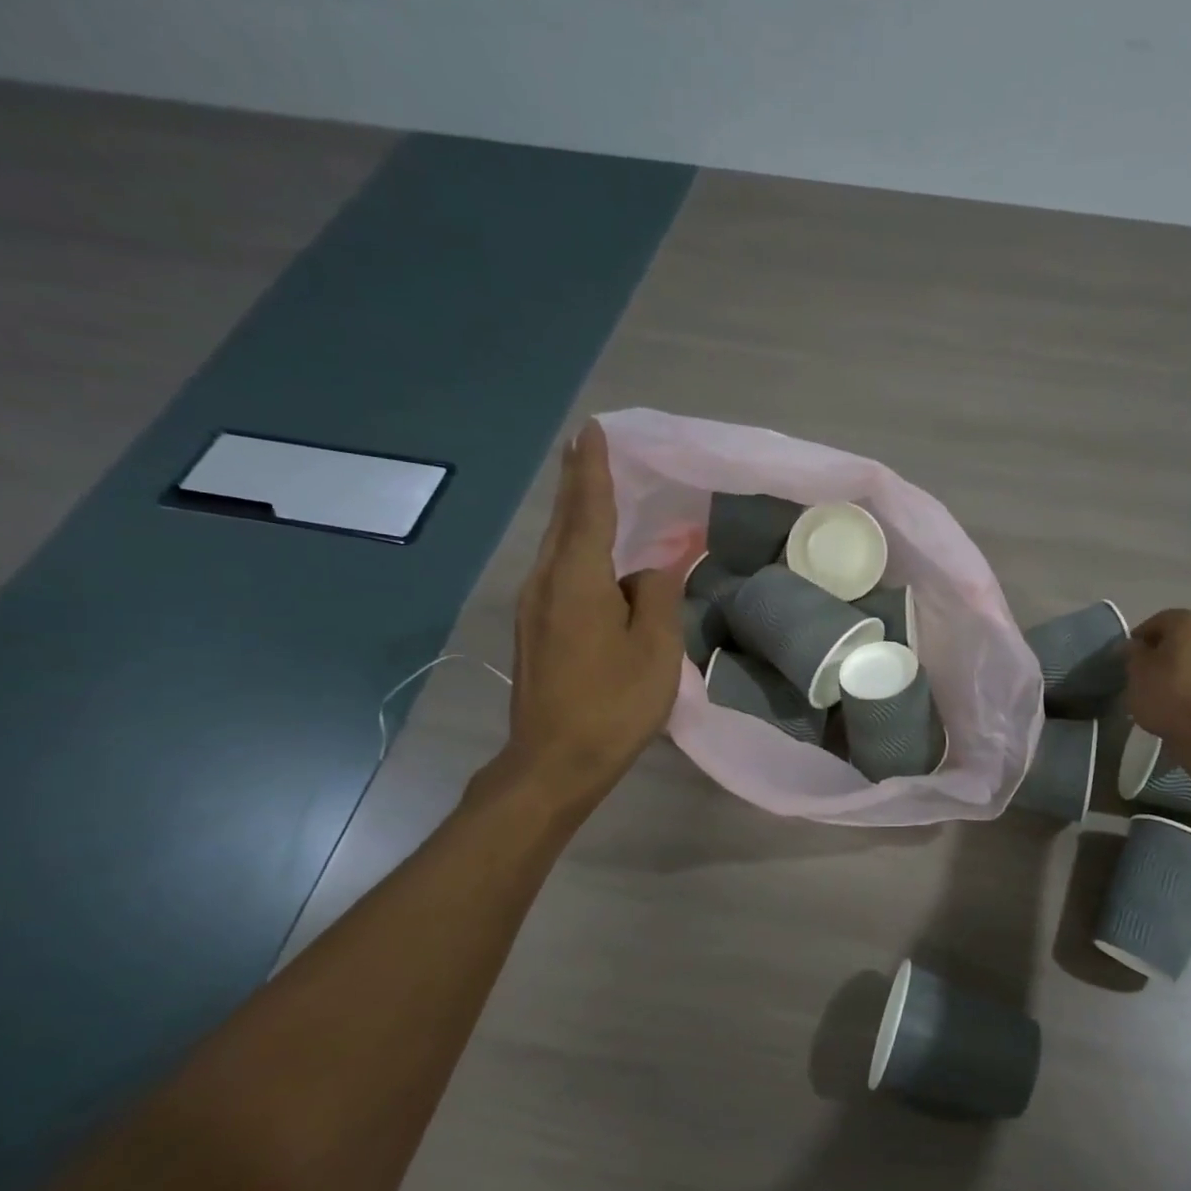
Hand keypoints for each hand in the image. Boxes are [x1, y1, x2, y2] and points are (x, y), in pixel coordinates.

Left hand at [499, 422, 684, 795]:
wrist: (554, 761)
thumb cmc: (613, 703)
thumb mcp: (655, 648)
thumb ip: (656, 595)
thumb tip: (651, 569)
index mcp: (577, 580)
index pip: (588, 509)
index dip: (593, 468)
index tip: (593, 429)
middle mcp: (545, 582)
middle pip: (564, 520)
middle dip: (578, 481)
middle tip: (590, 446)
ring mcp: (534, 607)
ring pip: (559, 547)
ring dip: (578, 516)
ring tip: (598, 491)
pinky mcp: (535, 629)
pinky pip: (560, 573)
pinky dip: (579, 550)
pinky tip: (597, 557)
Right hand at [1126, 609, 1190, 741]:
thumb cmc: (1166, 695)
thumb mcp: (1136, 672)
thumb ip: (1133, 653)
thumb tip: (1134, 645)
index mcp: (1190, 623)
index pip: (1160, 621)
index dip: (1142, 636)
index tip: (1131, 655)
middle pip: (1189, 637)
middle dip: (1172, 649)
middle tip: (1153, 670)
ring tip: (1183, 686)